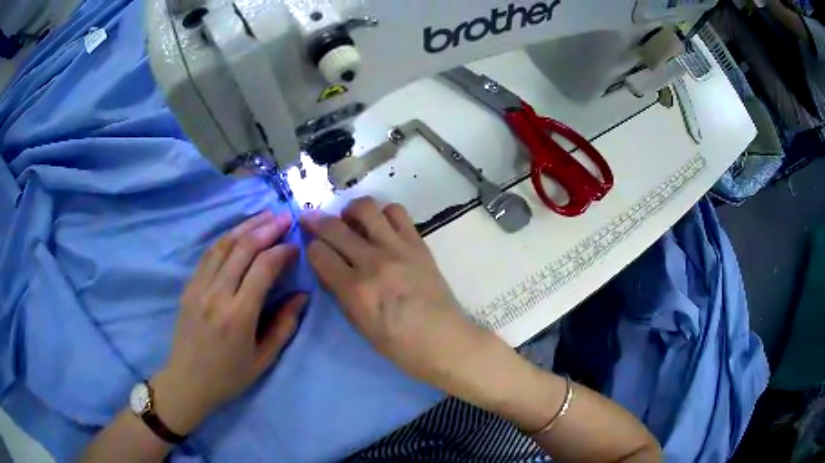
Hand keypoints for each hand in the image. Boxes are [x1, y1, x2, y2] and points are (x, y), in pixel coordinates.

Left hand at [153, 211, 306, 434]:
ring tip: (265, 215)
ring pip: (224, 244)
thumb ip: (284, 326)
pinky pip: (208, 254)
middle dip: (267, 228)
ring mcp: (199, 287)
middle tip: (285, 216)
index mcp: (239, 315)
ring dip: (246, 226)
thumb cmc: (228, 376)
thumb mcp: (263, 360)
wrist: (187, 381)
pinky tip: (238, 232)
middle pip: (243, 248)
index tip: (295, 247)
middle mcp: (217, 294)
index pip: (263, 268)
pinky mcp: (189, 286)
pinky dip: (226, 238)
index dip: (282, 251)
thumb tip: (302, 295)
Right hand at [301, 197, 499, 395]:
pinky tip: (381, 226)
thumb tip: (329, 267)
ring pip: (366, 208)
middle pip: (335, 227)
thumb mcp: (359, 325)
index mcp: (355, 290)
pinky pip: (397, 212)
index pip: (319, 253)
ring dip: (351, 210)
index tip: (314, 250)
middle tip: (311, 219)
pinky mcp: (418, 243)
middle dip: (316, 221)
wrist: (444, 340)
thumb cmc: (399, 345)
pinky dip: (384, 213)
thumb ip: (340, 293)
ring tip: (351, 220)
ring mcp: (398, 248)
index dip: (311, 249)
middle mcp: (373, 262)